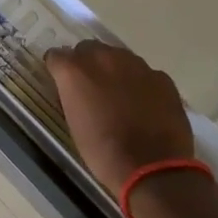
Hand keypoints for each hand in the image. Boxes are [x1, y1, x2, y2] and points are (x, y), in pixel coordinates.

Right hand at [44, 40, 195, 194]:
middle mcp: (103, 58)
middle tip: (90, 88)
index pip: (56, 56)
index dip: (58, 69)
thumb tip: (75, 90)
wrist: (152, 169)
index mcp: (75, 71)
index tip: (62, 83)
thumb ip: (72, 96)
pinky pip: (144, 73)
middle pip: (88, 48)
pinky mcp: (161, 77)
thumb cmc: (103, 152)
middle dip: (86, 63)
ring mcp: (135, 65)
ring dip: (114, 70)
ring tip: (119, 95)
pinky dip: (140, 83)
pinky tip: (144, 105)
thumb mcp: (74, 123)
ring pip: (118, 56)